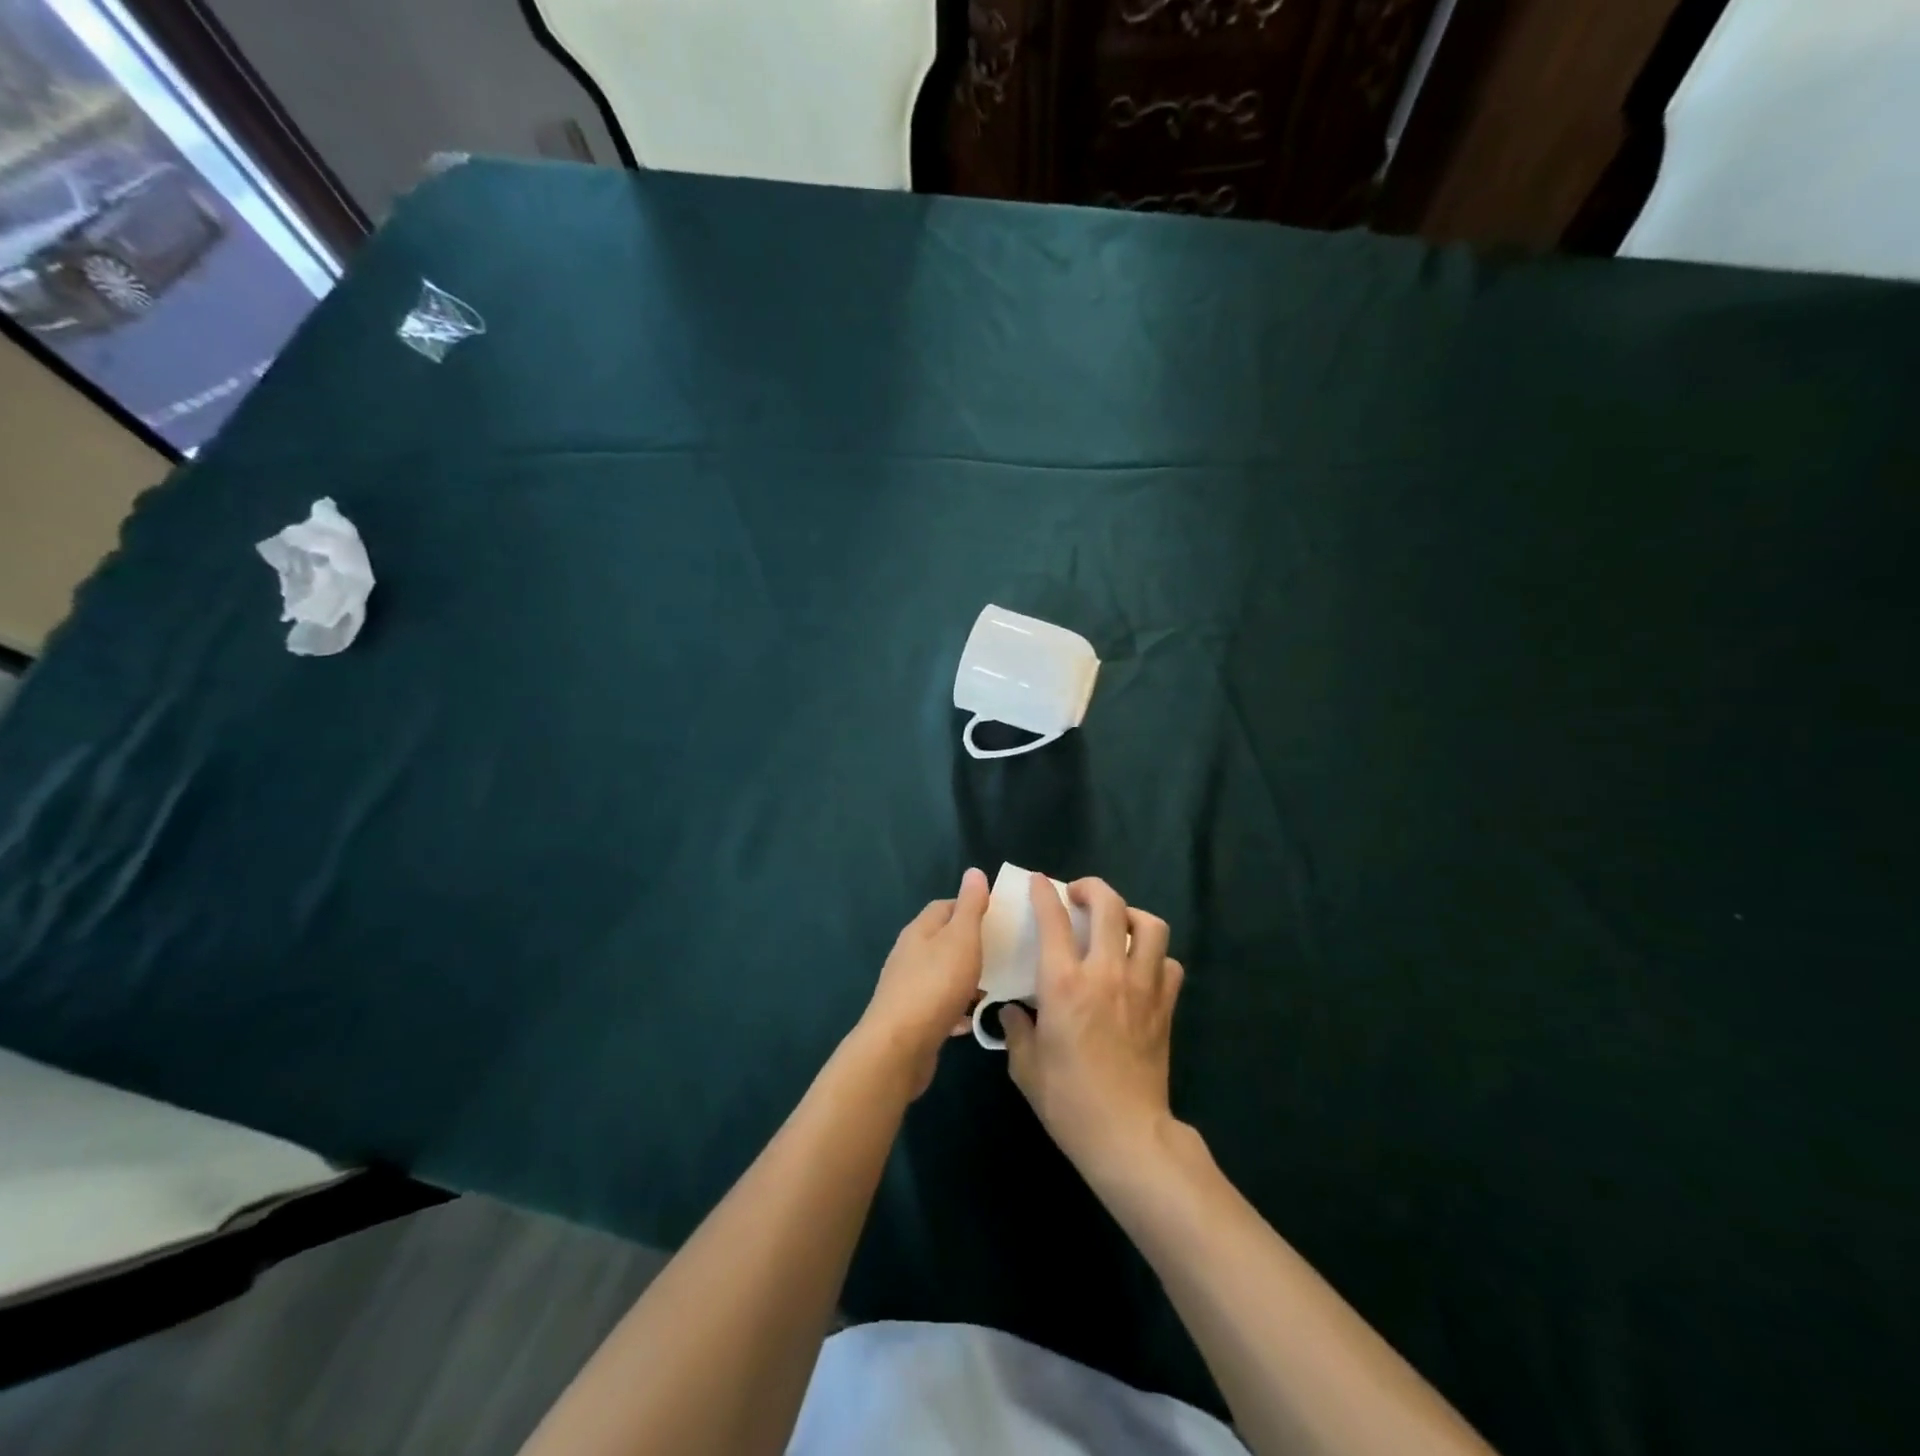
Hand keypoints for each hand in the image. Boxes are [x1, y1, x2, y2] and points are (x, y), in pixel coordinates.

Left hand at [854, 867, 989, 1097]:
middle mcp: (909, 954)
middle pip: (942, 939)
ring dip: (964, 976)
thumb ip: (970, 906)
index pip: (944, 906)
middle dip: (970, 943)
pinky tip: (973, 1019)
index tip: (998, 916)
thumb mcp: (961, 938)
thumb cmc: (935, 985)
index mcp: (920, 930)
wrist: (899, 1047)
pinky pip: (939, 1005)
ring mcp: (907, 986)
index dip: (970, 906)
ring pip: (941, 973)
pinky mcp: (911, 1017)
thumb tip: (974, 871)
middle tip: (1002, 951)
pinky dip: (957, 1007)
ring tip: (993, 985)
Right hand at [1001, 875, 1183, 1177]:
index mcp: (1064, 984)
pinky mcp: (1164, 1006)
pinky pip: (1169, 964)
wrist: (1126, 1134)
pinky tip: (1142, 966)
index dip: (1044, 894)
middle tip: (1079, 894)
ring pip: (1149, 926)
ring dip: (1131, 915)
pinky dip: (1156, 956)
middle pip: (1109, 906)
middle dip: (1092, 888)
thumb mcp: (1025, 1067)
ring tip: (1117, 922)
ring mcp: (1141, 987)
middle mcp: (1105, 973)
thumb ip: (1016, 1029)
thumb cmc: (1068, 1101)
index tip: (1040, 882)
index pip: (1054, 920)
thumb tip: (1014, 1011)